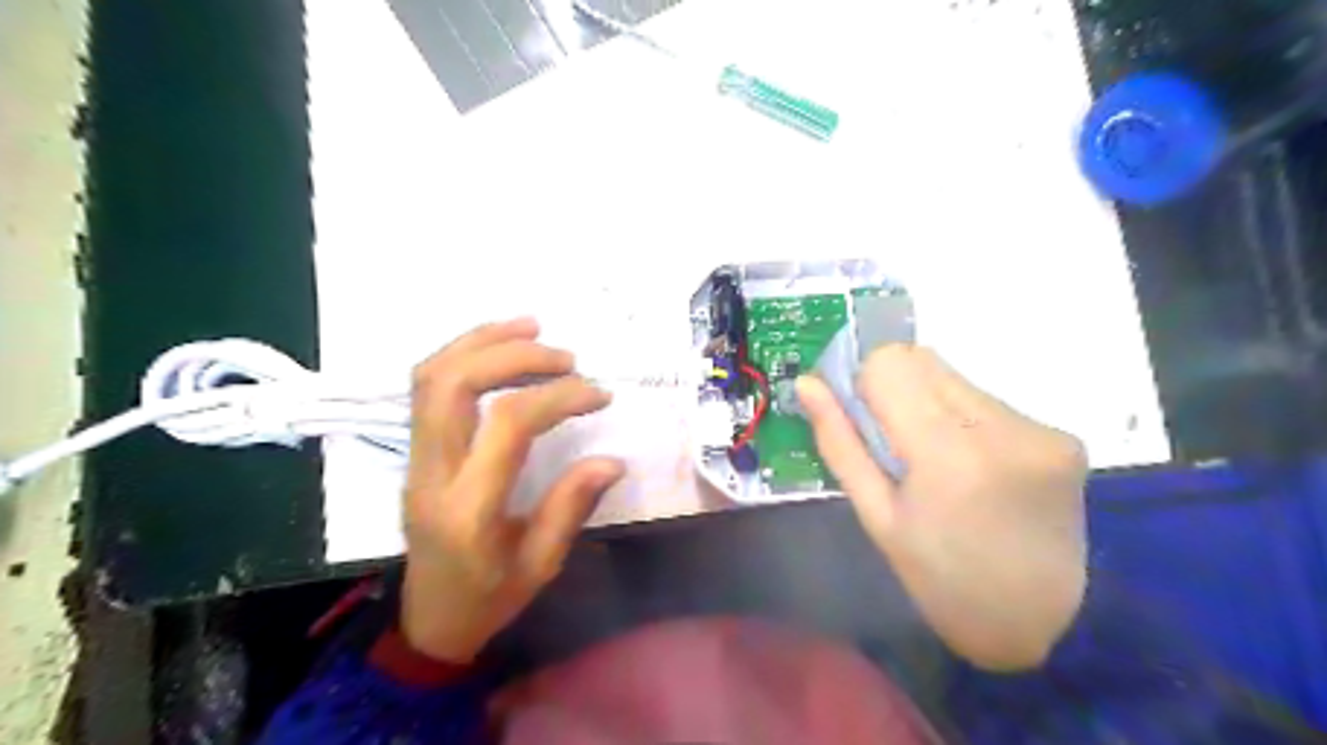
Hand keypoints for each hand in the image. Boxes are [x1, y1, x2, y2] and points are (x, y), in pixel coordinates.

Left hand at [398, 320, 621, 662]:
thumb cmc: (488, 599)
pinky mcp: (414, 451)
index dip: (557, 397)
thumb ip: (571, 507)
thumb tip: (612, 460)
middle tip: (565, 357)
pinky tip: (500, 347)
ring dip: (483, 341)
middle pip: (453, 384)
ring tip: (533, 328)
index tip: (598, 395)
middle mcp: (432, 474)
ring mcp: (415, 459)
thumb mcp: (541, 565)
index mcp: (468, 509)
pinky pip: (427, 387)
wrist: (428, 621)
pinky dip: (464, 354)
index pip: (507, 425)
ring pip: (431, 376)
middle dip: (513, 354)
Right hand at [797, 345, 1087, 671]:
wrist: (1038, 623)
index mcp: (947, 453)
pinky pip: (989, 400)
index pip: (890, 363)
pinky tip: (972, 467)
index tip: (863, 421)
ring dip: (931, 403)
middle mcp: (1001, 426)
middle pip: (923, 360)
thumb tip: (807, 383)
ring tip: (937, 461)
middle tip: (894, 443)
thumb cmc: (938, 578)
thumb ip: (839, 442)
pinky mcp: (1063, 436)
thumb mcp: (876, 516)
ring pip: (955, 377)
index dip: (865, 383)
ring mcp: (1040, 429)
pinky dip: (965, 419)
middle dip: (895, 389)